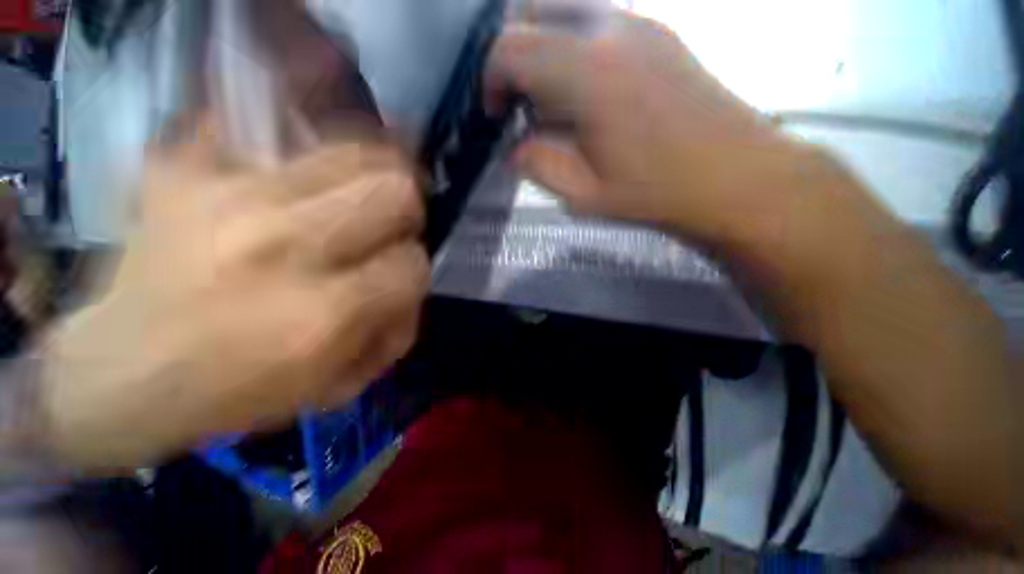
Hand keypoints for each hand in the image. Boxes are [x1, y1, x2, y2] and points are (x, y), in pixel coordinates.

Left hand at [40, 132, 427, 470]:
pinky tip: (302, 176)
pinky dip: (304, 147)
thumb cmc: (236, 393)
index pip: (413, 264)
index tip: (397, 278)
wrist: (117, 373)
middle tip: (390, 228)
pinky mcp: (188, 169)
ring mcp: (233, 196)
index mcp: (325, 313)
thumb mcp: (339, 385)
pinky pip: (274, 130)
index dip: (415, 271)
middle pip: (395, 193)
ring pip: (352, 153)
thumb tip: (412, 286)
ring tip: (360, 197)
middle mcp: (287, 246)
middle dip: (408, 213)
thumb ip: (396, 332)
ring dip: (373, 177)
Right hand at [487, 10, 819, 242]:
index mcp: (588, 75)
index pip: (511, 47)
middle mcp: (611, 31)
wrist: (734, 176)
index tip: (497, 114)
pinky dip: (572, 47)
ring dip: (542, 48)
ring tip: (549, 99)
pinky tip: (584, 91)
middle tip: (517, 99)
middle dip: (511, 53)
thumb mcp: (584, 195)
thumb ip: (539, 165)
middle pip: (534, 8)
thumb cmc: (655, 192)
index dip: (491, 79)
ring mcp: (640, 24)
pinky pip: (596, 21)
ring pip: (566, 9)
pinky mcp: (658, 31)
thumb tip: (514, 148)